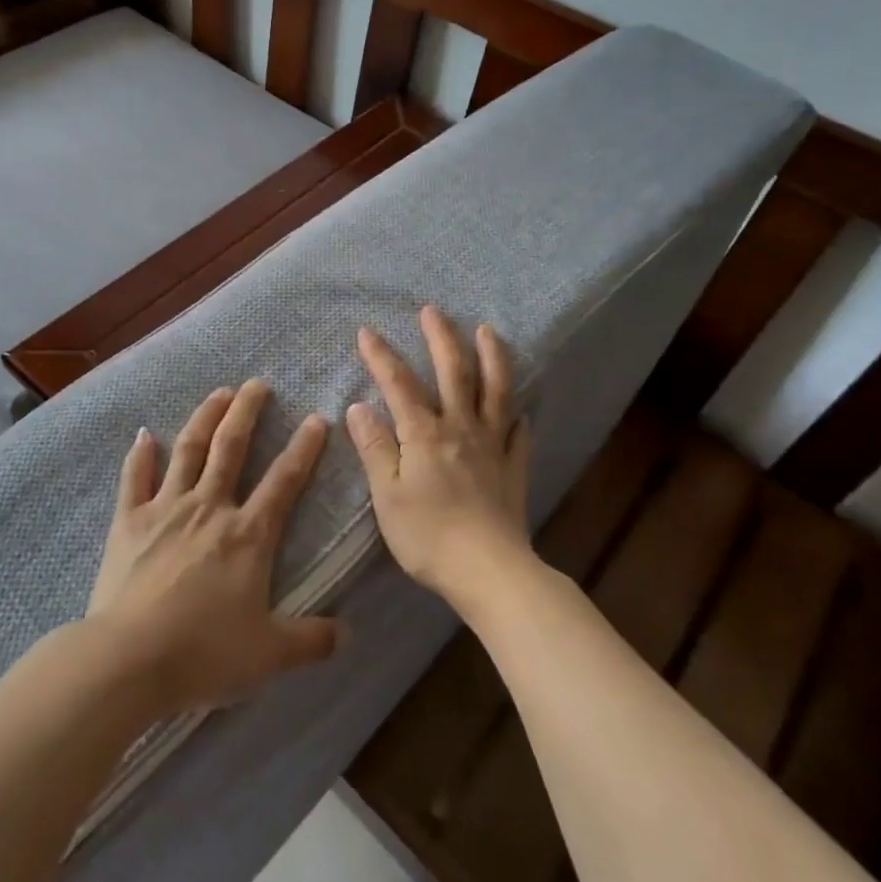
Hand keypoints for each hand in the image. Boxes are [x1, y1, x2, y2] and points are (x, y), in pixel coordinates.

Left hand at [85, 381, 339, 716]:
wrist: (129, 659)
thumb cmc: (203, 653)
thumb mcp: (269, 654)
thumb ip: (311, 640)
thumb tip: (348, 634)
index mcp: (248, 535)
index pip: (284, 481)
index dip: (304, 448)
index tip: (316, 418)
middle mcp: (209, 508)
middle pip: (231, 448)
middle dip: (247, 412)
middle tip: (257, 384)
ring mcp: (166, 509)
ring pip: (189, 450)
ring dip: (205, 417)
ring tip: (218, 393)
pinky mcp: (129, 521)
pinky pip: (135, 478)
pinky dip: (140, 455)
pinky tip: (144, 434)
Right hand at [346, 306, 536, 612]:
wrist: (489, 571)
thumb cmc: (428, 536)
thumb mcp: (388, 495)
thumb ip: (375, 449)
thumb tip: (359, 408)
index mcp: (425, 434)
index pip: (399, 384)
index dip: (381, 356)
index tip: (367, 332)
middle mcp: (461, 428)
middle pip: (454, 372)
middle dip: (441, 338)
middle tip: (433, 310)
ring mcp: (492, 446)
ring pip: (495, 392)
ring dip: (492, 358)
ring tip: (488, 331)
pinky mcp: (513, 469)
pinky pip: (519, 436)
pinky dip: (519, 418)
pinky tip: (521, 411)